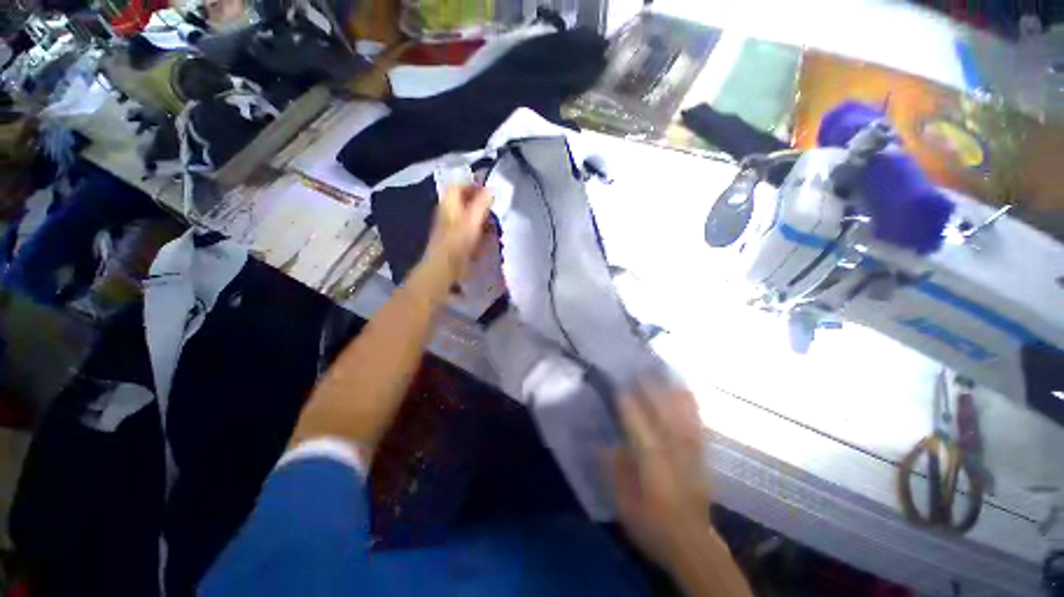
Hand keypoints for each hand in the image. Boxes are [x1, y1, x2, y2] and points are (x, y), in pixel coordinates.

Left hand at [424, 185, 492, 284]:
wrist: (444, 265)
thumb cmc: (459, 240)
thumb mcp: (474, 218)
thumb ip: (483, 201)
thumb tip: (491, 188)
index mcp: (449, 202)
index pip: (459, 184)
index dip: (474, 184)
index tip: (489, 191)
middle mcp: (447, 210)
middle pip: (463, 200)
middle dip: (479, 202)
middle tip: (493, 208)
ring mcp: (448, 225)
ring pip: (466, 215)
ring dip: (480, 217)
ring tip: (493, 224)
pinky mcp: (452, 239)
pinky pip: (466, 229)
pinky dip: (476, 230)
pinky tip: (485, 238)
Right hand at [611, 383, 712, 566]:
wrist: (692, 545)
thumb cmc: (653, 525)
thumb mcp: (625, 506)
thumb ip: (614, 474)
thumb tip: (602, 445)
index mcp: (653, 470)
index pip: (641, 434)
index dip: (631, 411)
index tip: (620, 390)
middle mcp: (674, 458)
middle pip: (665, 421)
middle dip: (653, 395)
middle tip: (640, 373)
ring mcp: (691, 456)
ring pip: (683, 419)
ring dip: (673, 395)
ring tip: (664, 373)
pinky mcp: (702, 456)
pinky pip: (697, 426)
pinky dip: (693, 407)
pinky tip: (687, 391)